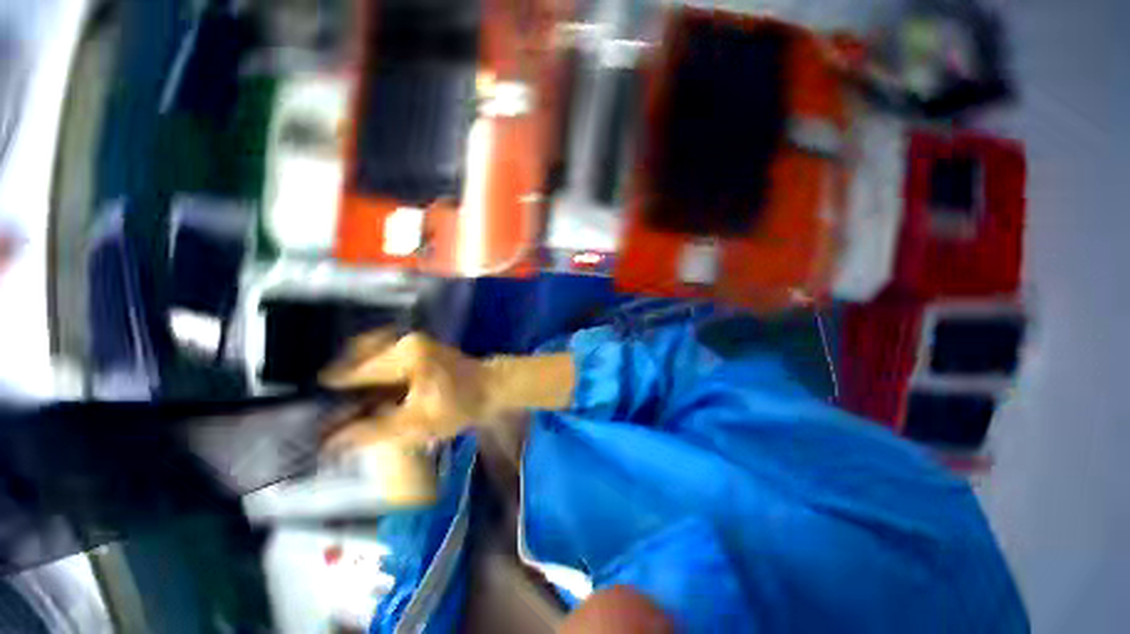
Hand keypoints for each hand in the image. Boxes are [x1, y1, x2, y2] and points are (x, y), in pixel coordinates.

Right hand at [321, 331, 495, 451]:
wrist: (493, 388)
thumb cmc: (460, 406)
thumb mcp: (417, 424)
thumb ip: (373, 431)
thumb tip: (330, 441)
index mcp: (404, 354)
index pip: (353, 372)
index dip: (331, 394)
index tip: (314, 413)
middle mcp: (405, 342)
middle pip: (358, 363)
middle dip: (343, 389)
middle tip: (331, 416)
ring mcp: (413, 343)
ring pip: (370, 362)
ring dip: (359, 385)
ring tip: (350, 411)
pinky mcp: (418, 350)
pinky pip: (385, 362)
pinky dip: (375, 381)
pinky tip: (372, 401)